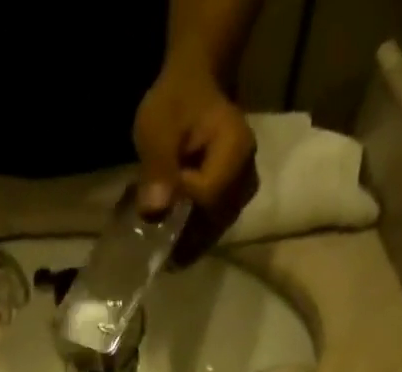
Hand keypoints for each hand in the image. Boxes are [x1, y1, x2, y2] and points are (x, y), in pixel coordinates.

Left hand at [132, 60, 257, 259]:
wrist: (195, 90)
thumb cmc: (176, 103)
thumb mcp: (157, 126)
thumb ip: (158, 166)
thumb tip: (154, 212)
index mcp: (236, 149)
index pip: (208, 196)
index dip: (182, 204)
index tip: (160, 195)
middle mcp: (247, 176)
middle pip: (213, 222)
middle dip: (182, 238)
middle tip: (156, 249)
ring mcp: (242, 194)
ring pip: (213, 232)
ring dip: (186, 243)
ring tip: (163, 251)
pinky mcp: (233, 204)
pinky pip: (212, 231)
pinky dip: (192, 239)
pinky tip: (173, 244)